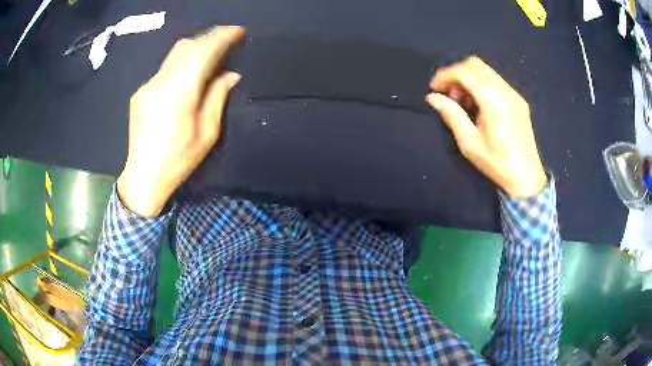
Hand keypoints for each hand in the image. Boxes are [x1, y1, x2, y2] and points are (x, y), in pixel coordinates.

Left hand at [117, 26, 244, 216]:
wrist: (143, 177)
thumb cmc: (179, 160)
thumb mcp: (207, 132)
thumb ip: (218, 97)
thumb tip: (230, 74)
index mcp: (181, 92)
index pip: (204, 50)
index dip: (222, 36)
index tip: (238, 32)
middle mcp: (161, 82)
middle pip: (186, 46)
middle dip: (208, 38)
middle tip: (225, 43)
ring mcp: (148, 86)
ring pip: (174, 55)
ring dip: (194, 50)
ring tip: (209, 58)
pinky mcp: (140, 93)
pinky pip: (164, 70)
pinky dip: (180, 66)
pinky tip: (185, 80)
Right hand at [426, 56, 546, 197]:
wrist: (526, 177)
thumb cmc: (497, 163)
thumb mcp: (469, 143)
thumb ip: (451, 115)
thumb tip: (432, 98)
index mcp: (493, 100)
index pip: (464, 72)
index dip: (445, 75)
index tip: (434, 89)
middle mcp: (505, 91)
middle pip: (475, 65)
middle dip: (456, 74)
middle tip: (449, 94)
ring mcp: (514, 94)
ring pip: (486, 71)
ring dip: (469, 79)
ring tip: (463, 102)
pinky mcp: (518, 100)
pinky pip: (495, 81)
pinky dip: (481, 85)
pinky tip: (478, 105)